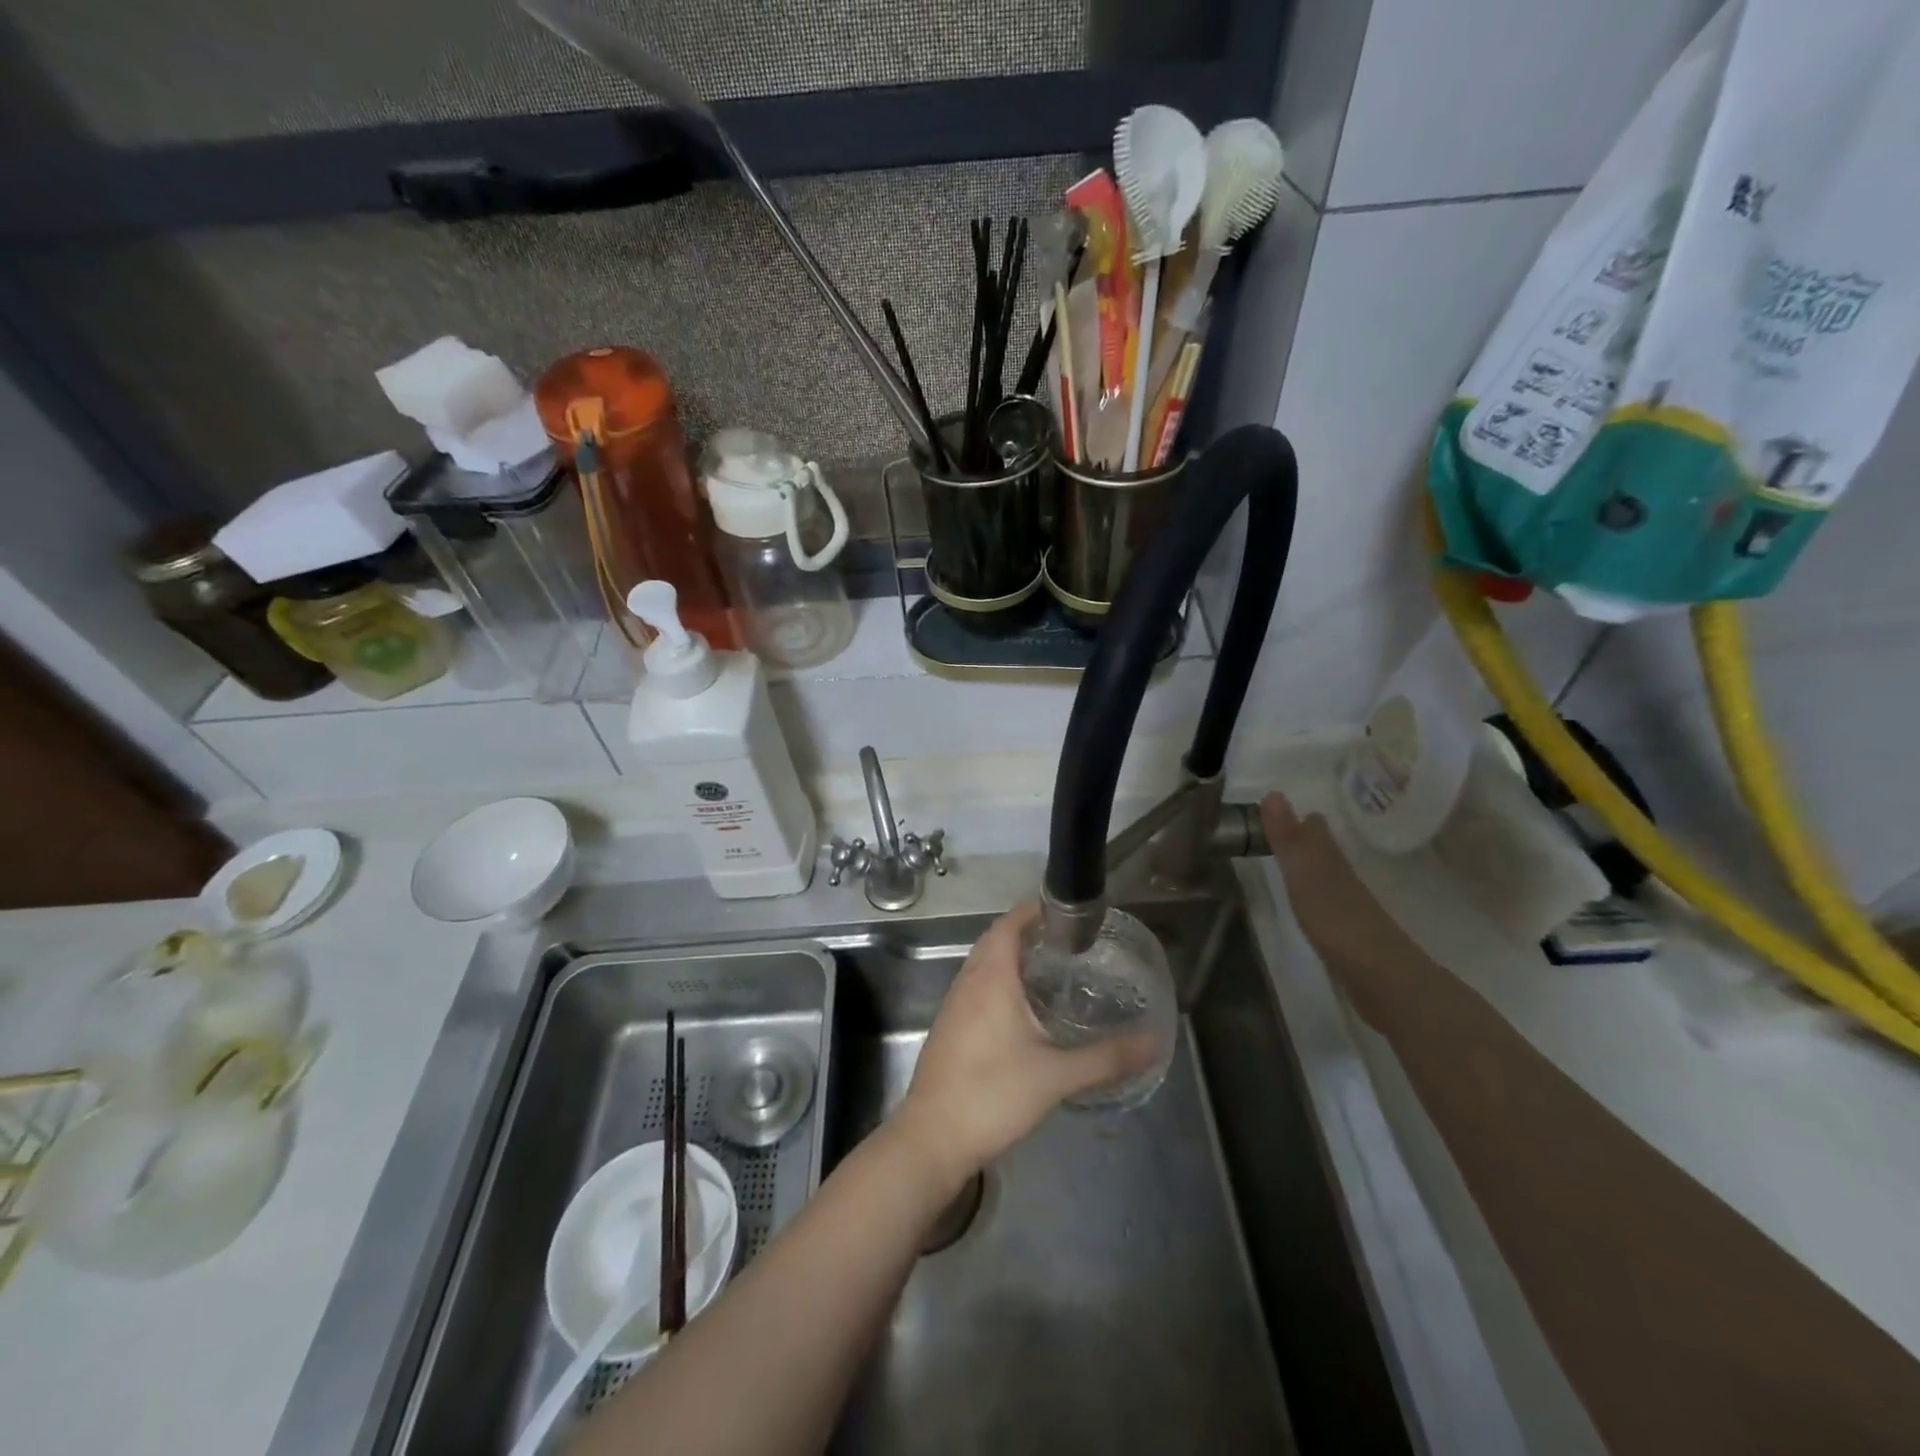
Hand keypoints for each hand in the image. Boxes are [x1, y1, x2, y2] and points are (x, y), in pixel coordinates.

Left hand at [894, 902, 1153, 1187]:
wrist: (933, 1137)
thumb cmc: (993, 1094)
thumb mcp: (1057, 1076)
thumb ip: (1107, 1058)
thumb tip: (1154, 1042)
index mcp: (991, 977)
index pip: (1009, 923)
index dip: (1035, 909)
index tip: (1067, 911)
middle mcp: (968, 981)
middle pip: (996, 940)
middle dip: (1028, 932)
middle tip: (1068, 940)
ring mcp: (954, 1005)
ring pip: (984, 965)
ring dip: (1012, 958)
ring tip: (1052, 969)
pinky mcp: (950, 1028)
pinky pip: (977, 987)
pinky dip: (1000, 982)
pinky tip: (1023, 1010)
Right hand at [1261, 793, 1417, 1026]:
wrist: (1381, 978)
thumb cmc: (1337, 920)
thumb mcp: (1304, 875)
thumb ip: (1288, 839)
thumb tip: (1273, 793)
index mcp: (1332, 862)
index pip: (1316, 831)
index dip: (1301, 819)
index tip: (1281, 808)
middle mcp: (1343, 879)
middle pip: (1324, 853)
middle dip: (1307, 840)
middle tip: (1285, 829)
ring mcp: (1350, 909)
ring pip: (1328, 878)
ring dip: (1313, 868)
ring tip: (1294, 863)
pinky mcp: (1351, 938)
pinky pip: (1329, 906)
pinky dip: (1319, 898)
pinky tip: (1313, 907)